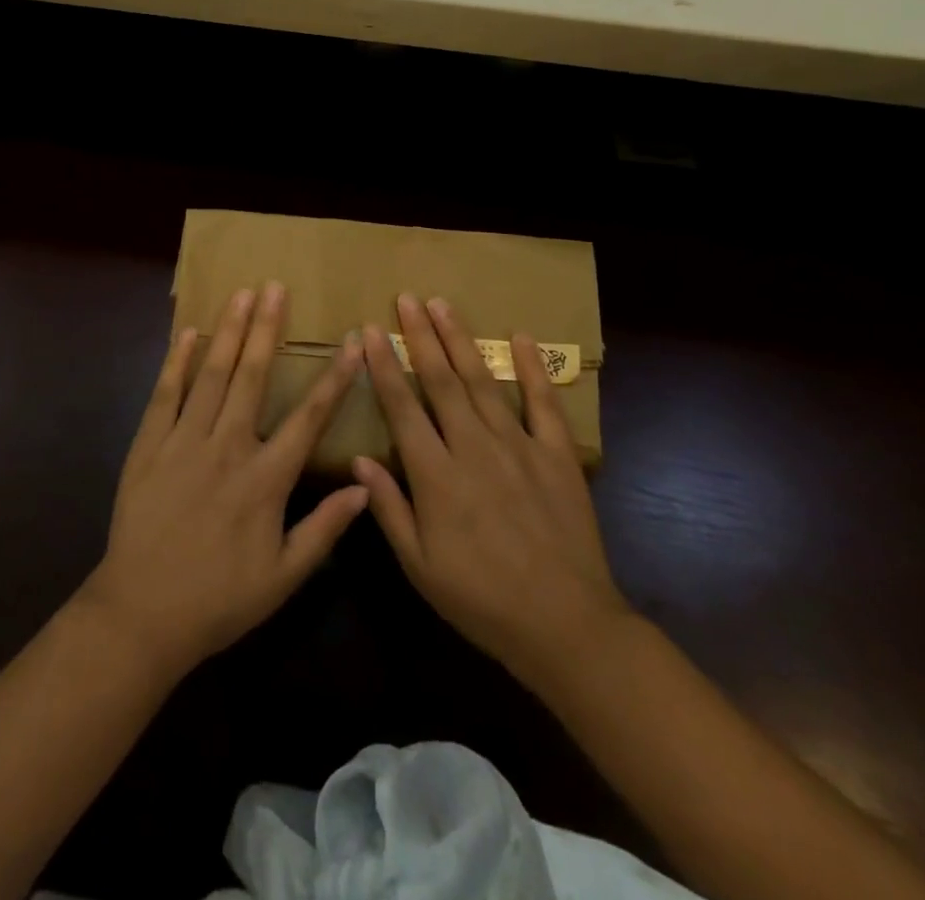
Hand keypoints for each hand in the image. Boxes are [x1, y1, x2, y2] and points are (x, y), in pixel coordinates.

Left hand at [79, 282, 368, 681]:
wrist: (141, 614)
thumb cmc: (219, 599)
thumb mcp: (283, 577)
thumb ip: (324, 529)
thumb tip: (364, 486)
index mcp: (265, 479)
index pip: (309, 418)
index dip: (334, 379)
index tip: (352, 343)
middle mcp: (227, 448)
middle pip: (252, 377)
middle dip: (268, 329)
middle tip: (276, 288)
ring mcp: (183, 443)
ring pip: (211, 375)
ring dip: (229, 332)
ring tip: (242, 295)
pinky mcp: (148, 446)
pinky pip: (165, 395)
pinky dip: (176, 362)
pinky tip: (188, 333)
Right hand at [353, 293, 629, 694]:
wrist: (565, 625)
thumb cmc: (481, 600)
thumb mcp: (421, 566)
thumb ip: (389, 509)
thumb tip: (359, 460)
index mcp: (436, 476)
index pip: (402, 407)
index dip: (384, 366)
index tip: (370, 331)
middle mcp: (474, 448)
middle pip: (441, 381)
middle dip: (420, 336)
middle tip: (406, 298)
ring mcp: (519, 446)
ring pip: (483, 381)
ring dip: (461, 340)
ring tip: (442, 305)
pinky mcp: (557, 455)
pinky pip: (543, 403)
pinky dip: (532, 368)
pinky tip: (521, 337)